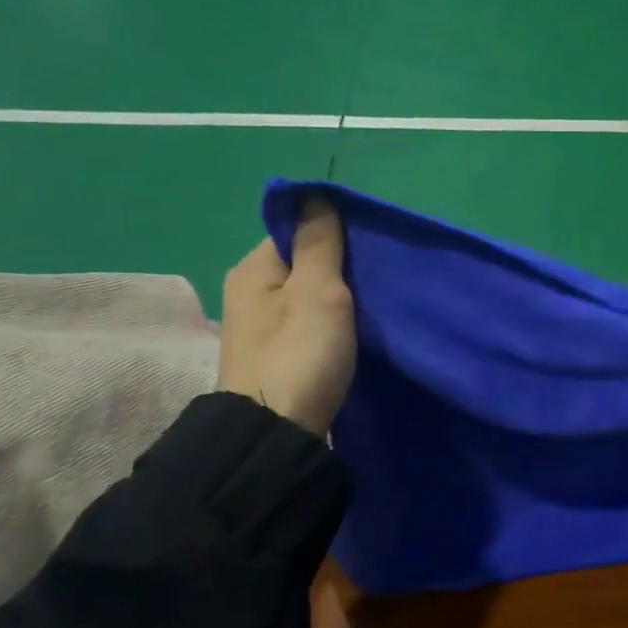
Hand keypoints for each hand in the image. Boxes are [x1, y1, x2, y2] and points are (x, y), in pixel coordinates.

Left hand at [218, 197, 355, 436]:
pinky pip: (309, 324)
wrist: (277, 433)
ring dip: (337, 297)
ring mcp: (262, 329)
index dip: (329, 232)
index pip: (292, 231)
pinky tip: (354, 330)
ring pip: (307, 297)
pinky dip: (331, 323)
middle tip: (377, 276)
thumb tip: (314, 194)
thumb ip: (319, 242)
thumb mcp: (316, 289)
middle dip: (338, 267)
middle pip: (301, 265)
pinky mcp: (279, 356)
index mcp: (252, 269)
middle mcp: (250, 294)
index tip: (366, 246)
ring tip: (373, 302)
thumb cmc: (299, 353)